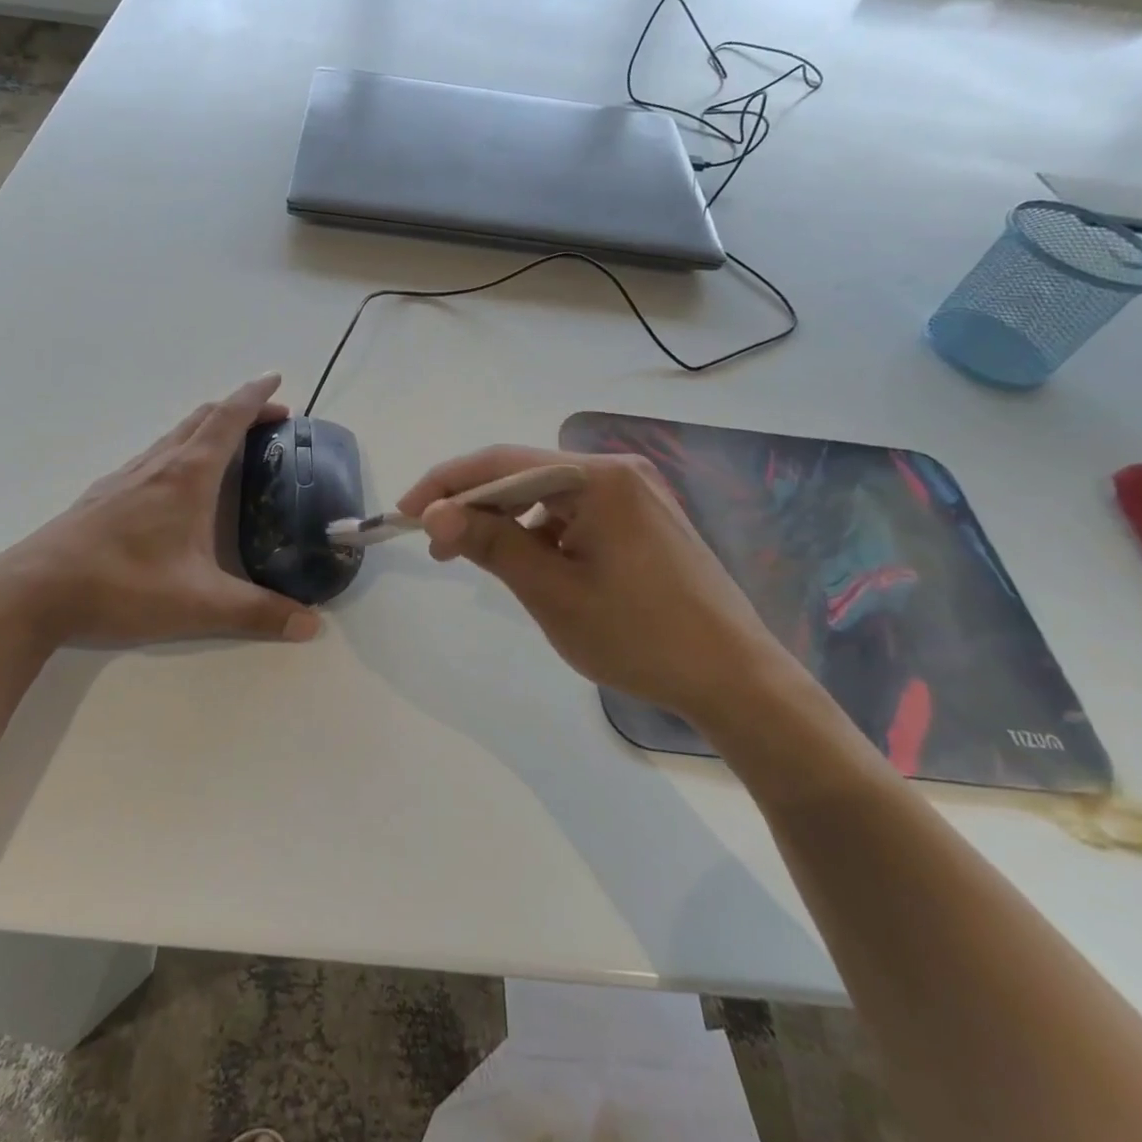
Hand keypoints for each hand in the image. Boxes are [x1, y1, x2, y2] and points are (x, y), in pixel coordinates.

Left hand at [0, 374, 320, 647]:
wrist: (35, 591)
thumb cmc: (122, 586)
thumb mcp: (199, 605)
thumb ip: (258, 613)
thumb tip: (311, 626)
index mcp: (187, 477)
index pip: (228, 420)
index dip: (255, 397)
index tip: (277, 381)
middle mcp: (158, 466)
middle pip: (202, 418)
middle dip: (239, 408)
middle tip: (271, 417)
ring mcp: (127, 477)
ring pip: (175, 435)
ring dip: (208, 427)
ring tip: (231, 443)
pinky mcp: (105, 494)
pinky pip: (154, 456)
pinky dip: (181, 449)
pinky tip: (177, 482)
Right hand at [396, 446, 793, 721]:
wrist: (736, 679)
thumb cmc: (639, 636)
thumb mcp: (552, 592)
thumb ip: (490, 543)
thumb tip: (433, 514)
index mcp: (597, 478)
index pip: (501, 462)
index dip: (446, 484)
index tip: (405, 515)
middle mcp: (617, 471)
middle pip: (524, 474)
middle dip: (474, 505)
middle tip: (436, 547)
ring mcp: (635, 493)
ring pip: (548, 494)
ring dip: (506, 520)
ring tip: (479, 560)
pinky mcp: (644, 518)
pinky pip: (575, 511)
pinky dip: (542, 532)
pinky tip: (533, 565)